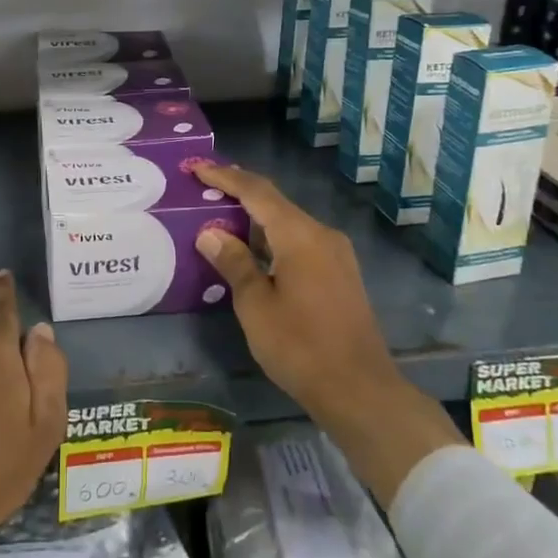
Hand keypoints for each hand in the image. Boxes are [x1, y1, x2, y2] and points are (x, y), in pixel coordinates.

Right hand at [186, 159, 466, 503]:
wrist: (360, 390)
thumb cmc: (301, 346)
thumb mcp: (256, 305)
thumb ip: (234, 263)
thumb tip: (211, 233)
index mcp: (299, 235)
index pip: (257, 191)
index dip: (226, 177)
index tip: (197, 167)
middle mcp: (321, 234)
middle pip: (275, 202)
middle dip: (240, 192)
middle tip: (206, 186)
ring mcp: (335, 254)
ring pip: (289, 222)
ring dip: (256, 218)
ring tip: (222, 215)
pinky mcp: (340, 273)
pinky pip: (300, 241)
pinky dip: (273, 237)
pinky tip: (254, 250)